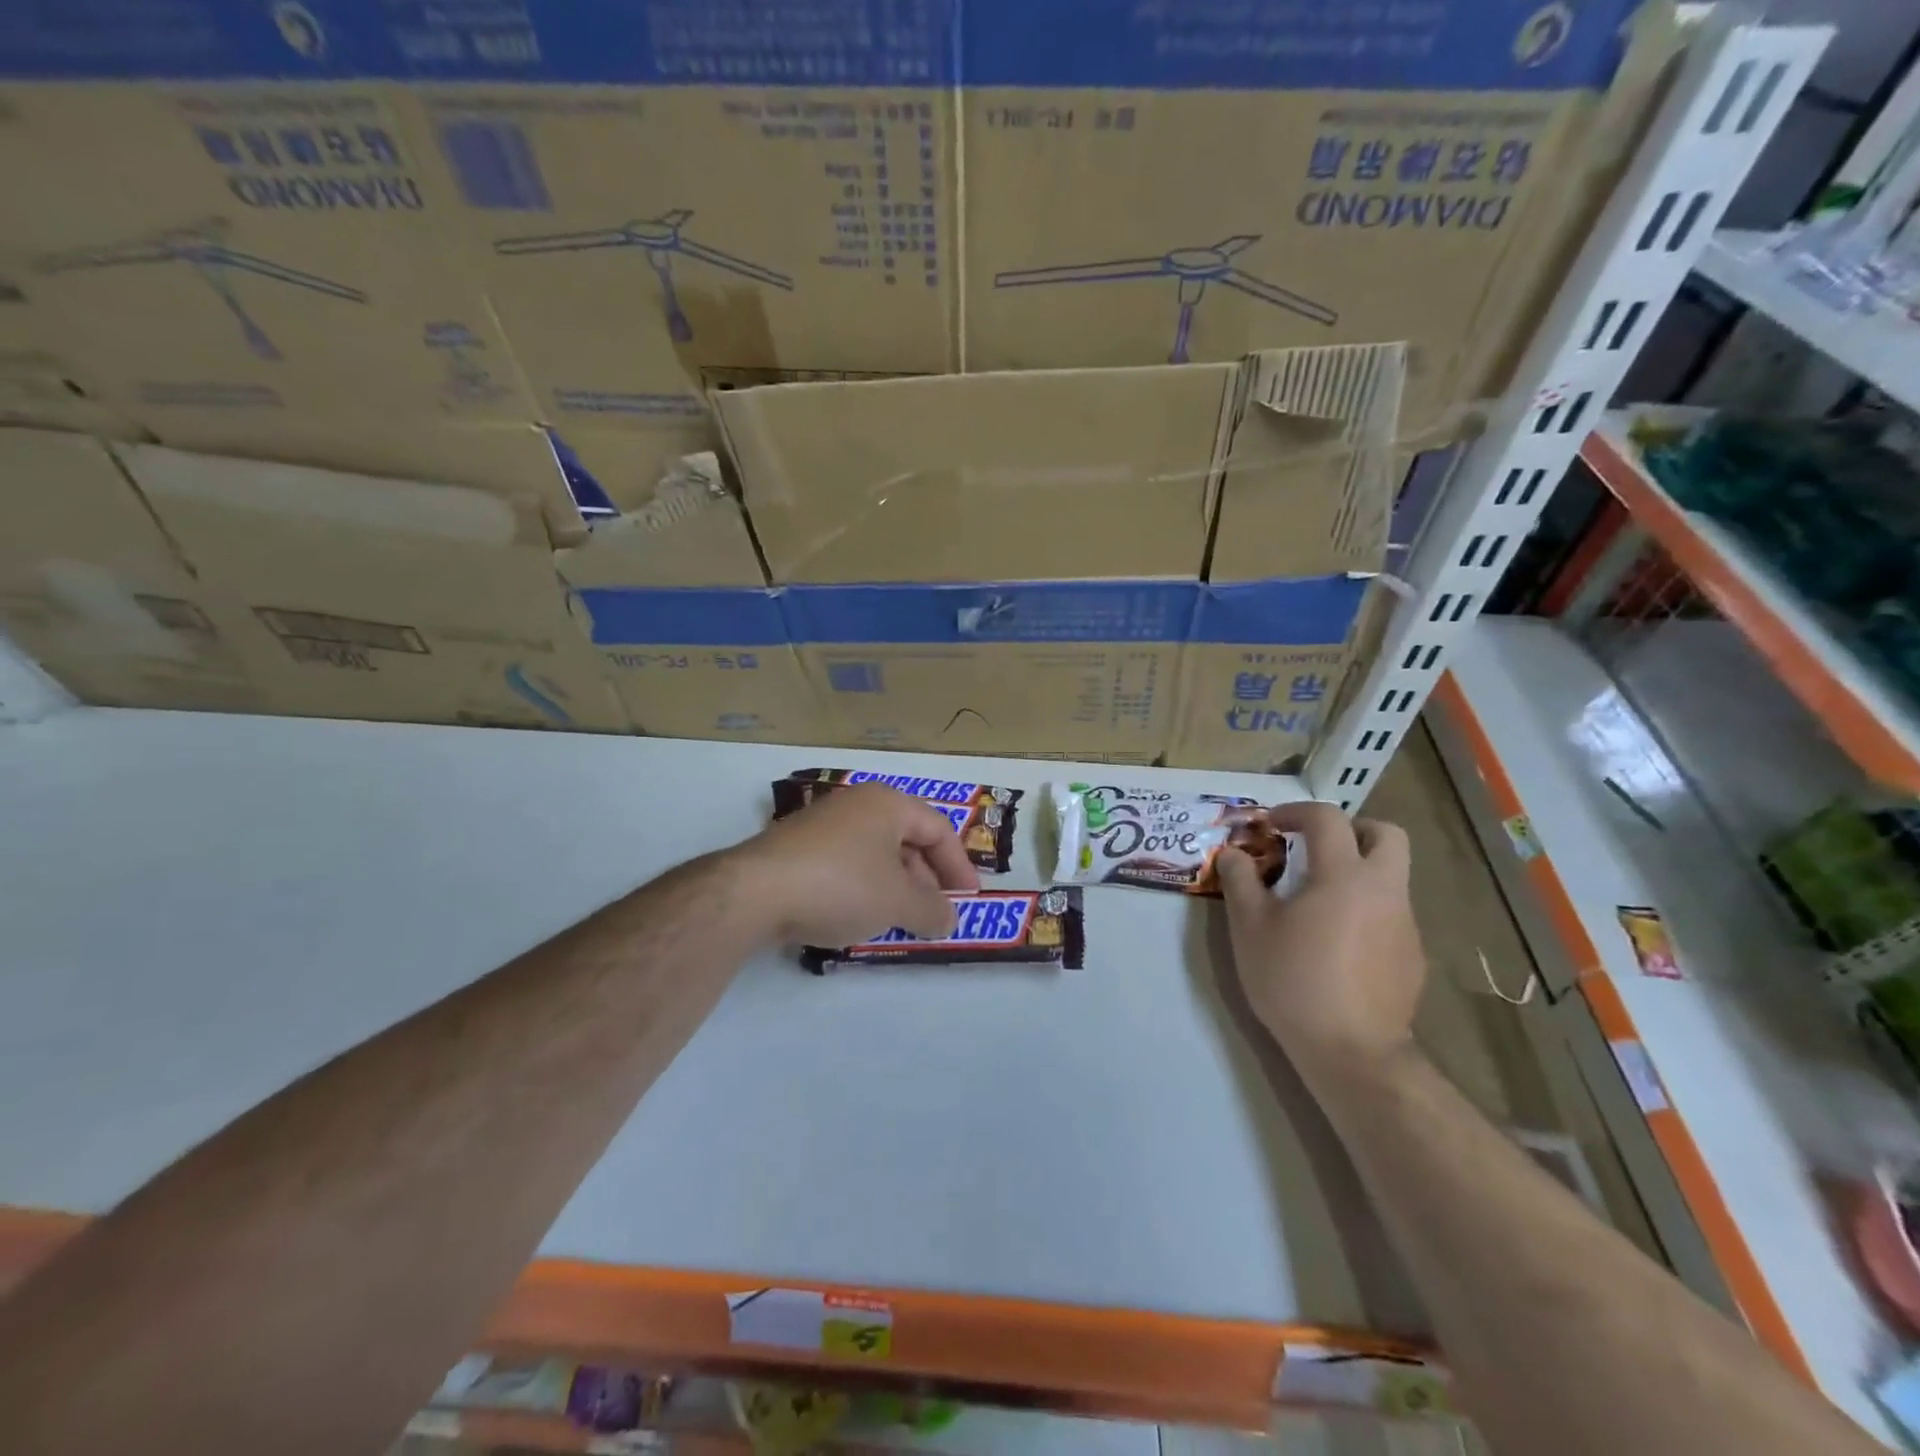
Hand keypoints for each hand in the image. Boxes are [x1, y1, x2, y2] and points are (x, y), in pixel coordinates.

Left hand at [729, 783, 980, 946]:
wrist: (754, 894)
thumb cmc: (841, 885)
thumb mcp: (897, 902)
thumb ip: (932, 910)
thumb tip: (948, 918)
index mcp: (887, 804)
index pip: (938, 828)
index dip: (959, 865)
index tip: (969, 898)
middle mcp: (856, 805)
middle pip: (906, 839)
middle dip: (926, 879)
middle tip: (934, 913)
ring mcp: (823, 825)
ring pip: (875, 854)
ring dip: (895, 887)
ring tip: (900, 920)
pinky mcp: (797, 850)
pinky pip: (846, 865)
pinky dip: (864, 889)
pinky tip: (859, 917)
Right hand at [1215, 800, 1425, 1085]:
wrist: (1352, 1052)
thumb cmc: (1293, 980)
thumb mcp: (1250, 928)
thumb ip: (1240, 881)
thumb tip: (1232, 853)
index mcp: (1343, 875)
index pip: (1327, 819)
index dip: (1296, 812)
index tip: (1271, 825)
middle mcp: (1384, 890)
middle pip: (1386, 834)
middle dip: (1352, 830)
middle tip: (1317, 848)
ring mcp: (1405, 924)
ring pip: (1391, 876)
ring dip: (1358, 872)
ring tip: (1319, 902)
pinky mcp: (1412, 956)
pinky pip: (1391, 914)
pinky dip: (1366, 910)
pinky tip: (1337, 944)